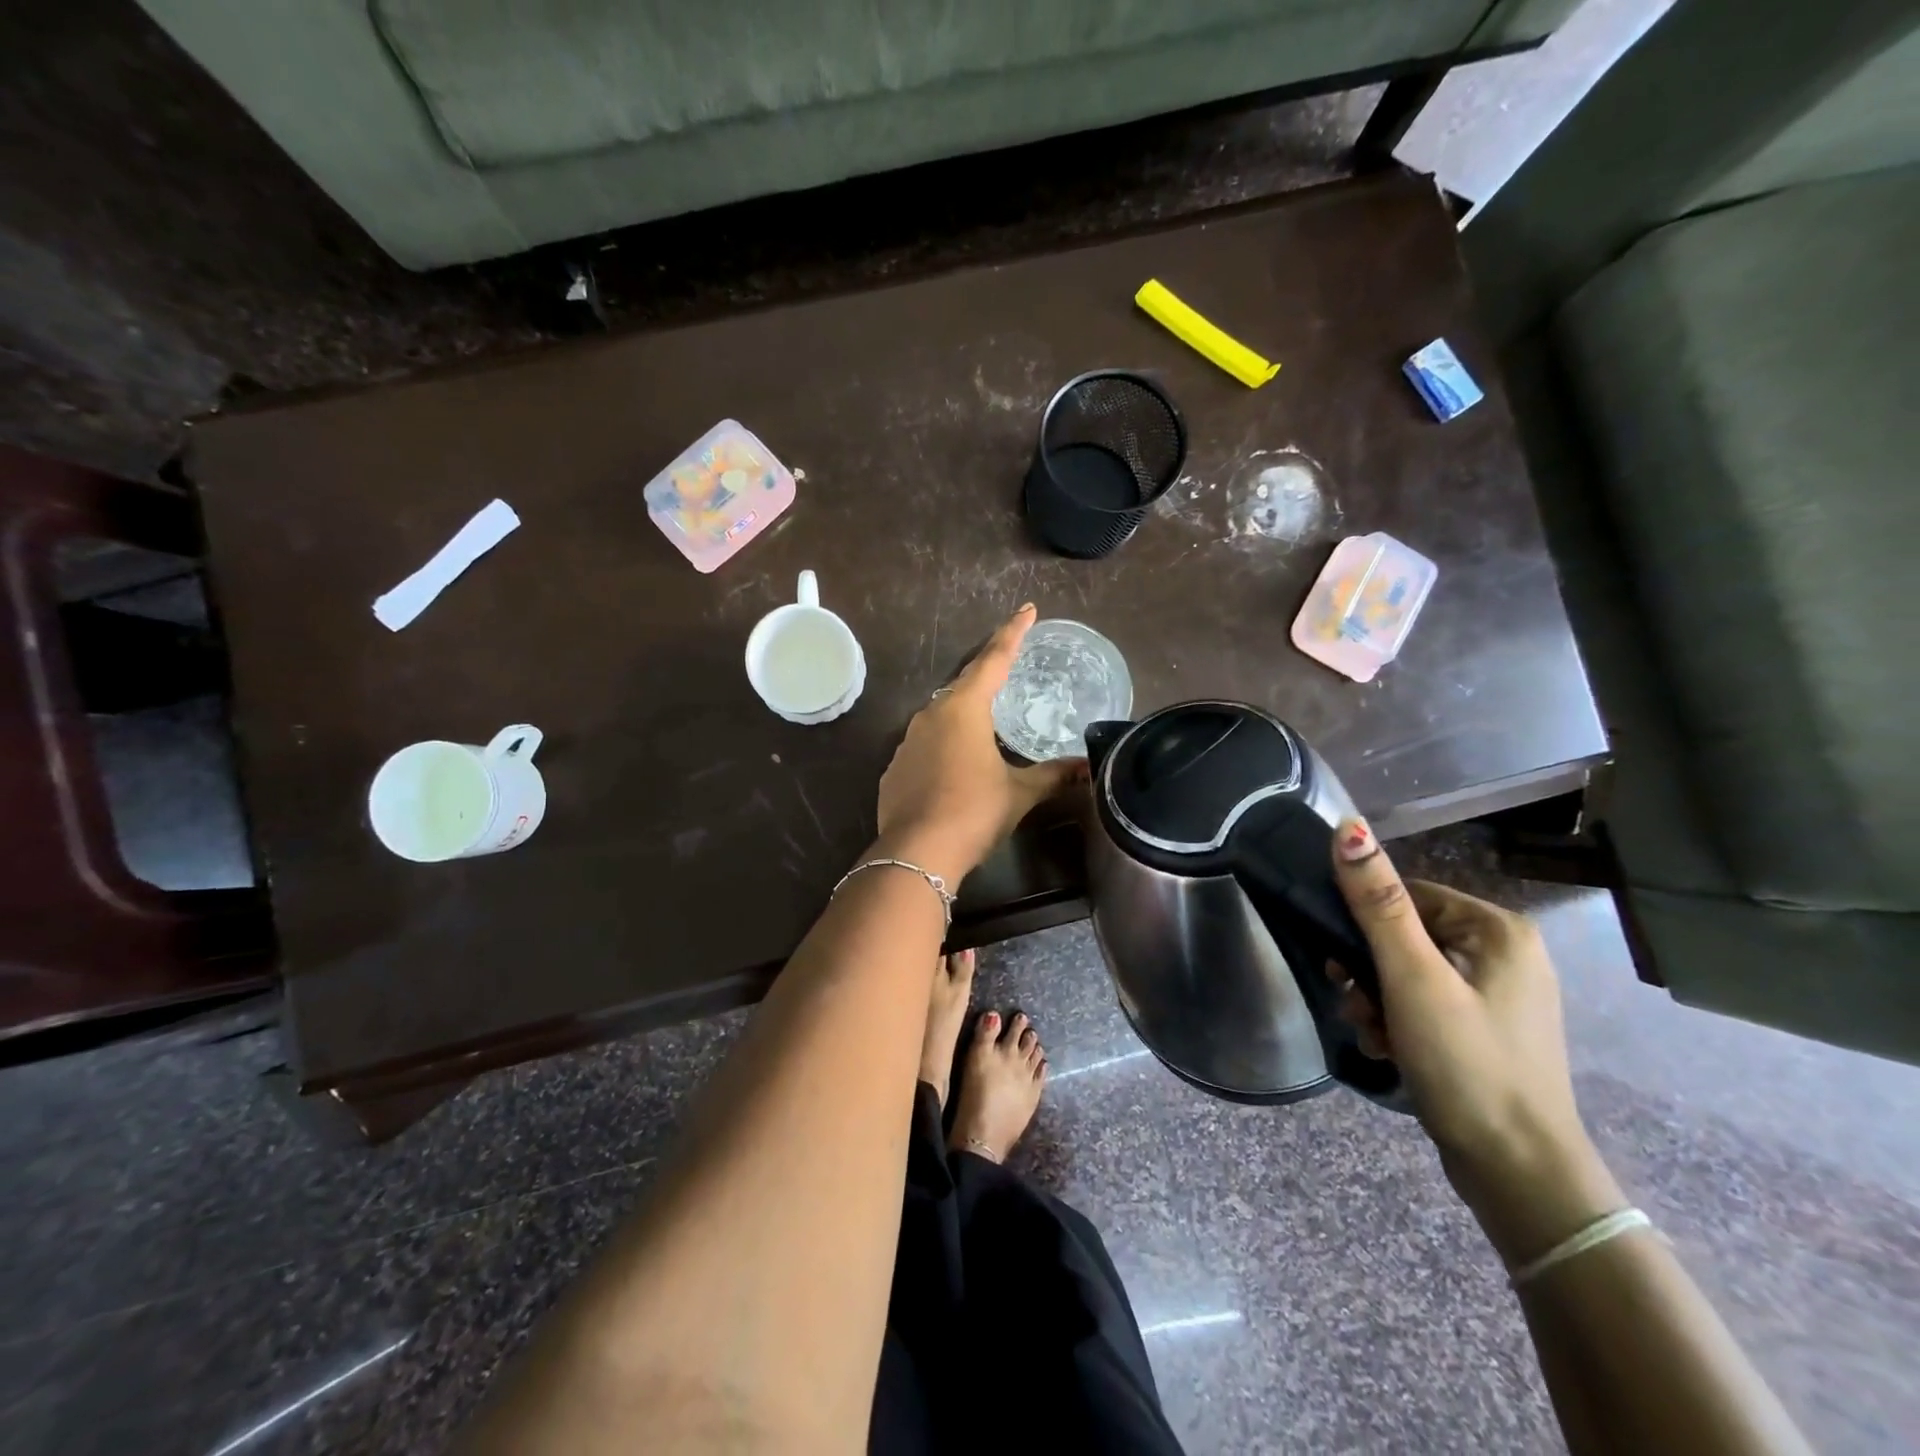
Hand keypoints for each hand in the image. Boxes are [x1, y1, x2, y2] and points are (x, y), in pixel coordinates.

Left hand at [874, 605, 1085, 882]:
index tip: (1027, 610)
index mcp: (964, 709)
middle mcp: (931, 715)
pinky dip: (943, 746)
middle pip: (964, 684)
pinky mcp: (894, 768)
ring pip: (941, 715)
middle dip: (987, 673)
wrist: (917, 852)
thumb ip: (1053, 775)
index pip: (994, 660)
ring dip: (963, 714)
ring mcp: (907, 741)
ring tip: (985, 722)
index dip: (1012, 634)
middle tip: (1008, 665)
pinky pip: (924, 745)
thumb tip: (1089, 768)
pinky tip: (954, 765)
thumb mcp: (1019, 793)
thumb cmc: (974, 811)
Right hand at [1327, 819, 1624, 1264]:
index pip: (1406, 895)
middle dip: (1368, 971)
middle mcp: (1505, 954)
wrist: (1517, 1173)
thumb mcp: (1411, 978)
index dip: (1364, 924)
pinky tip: (1389, 1049)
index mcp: (1498, 930)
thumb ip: (1376, 902)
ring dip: (1377, 999)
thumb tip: (1349, 826)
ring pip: (1408, 972)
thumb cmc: (1466, 1063)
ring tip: (1372, 1033)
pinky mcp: (1485, 1030)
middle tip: (1356, 1004)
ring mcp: (1498, 996)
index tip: (1341, 963)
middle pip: (1405, 936)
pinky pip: (1426, 1004)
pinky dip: (1399, 1021)